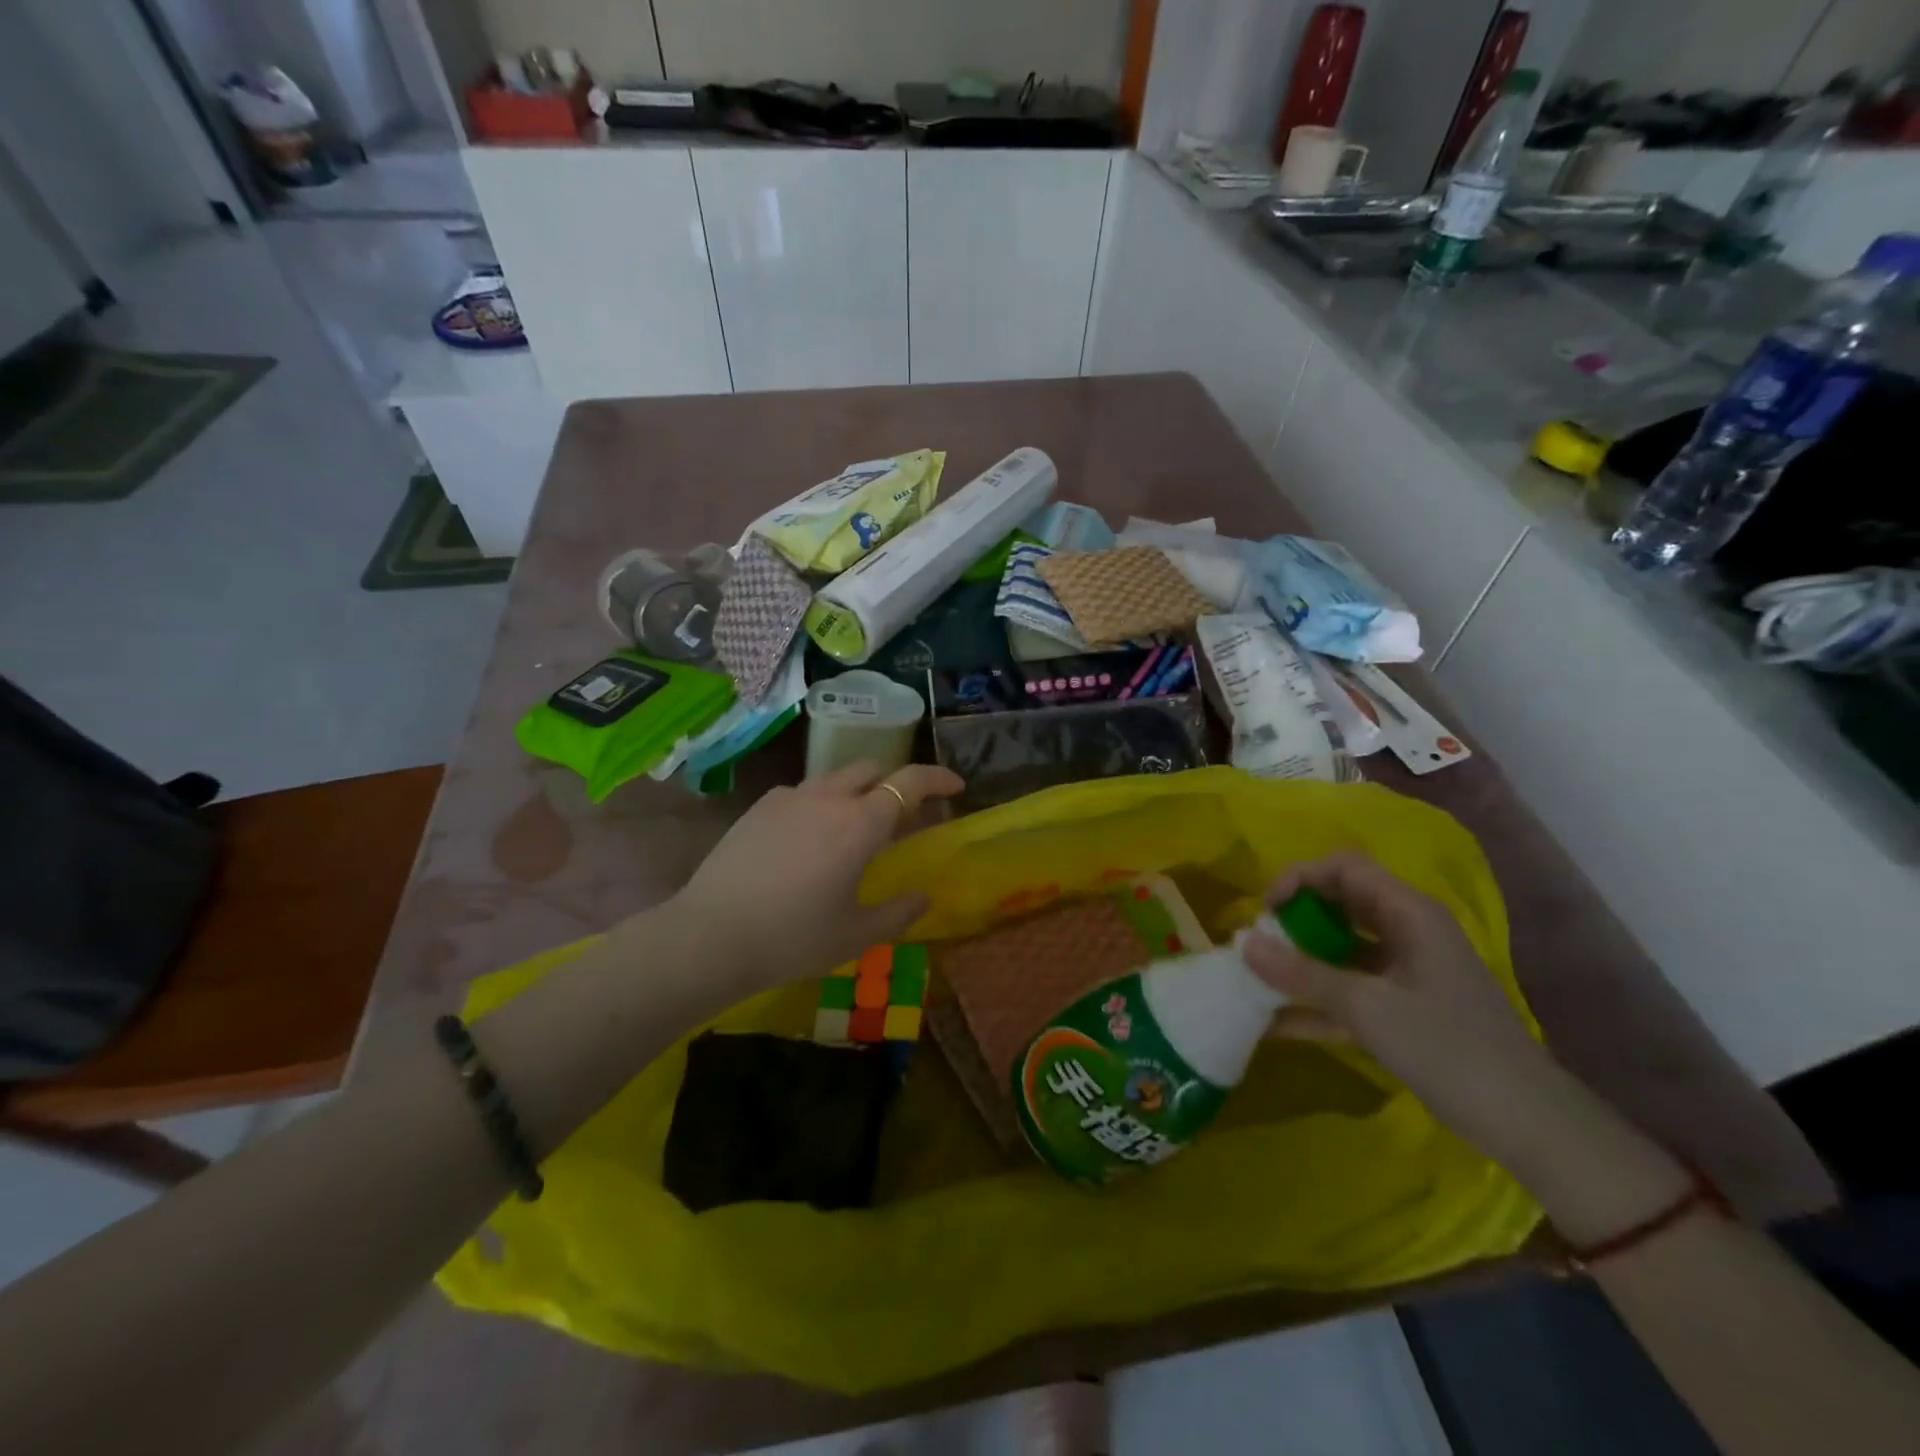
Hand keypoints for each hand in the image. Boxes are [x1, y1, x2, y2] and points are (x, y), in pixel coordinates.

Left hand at [669, 762, 963, 991]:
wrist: (710, 936)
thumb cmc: (793, 938)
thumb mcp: (855, 934)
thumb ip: (898, 913)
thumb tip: (923, 897)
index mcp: (861, 824)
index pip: (910, 781)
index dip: (938, 778)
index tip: (956, 786)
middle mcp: (828, 798)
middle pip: (872, 769)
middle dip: (896, 782)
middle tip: (904, 816)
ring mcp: (789, 798)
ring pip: (836, 778)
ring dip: (858, 792)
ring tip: (856, 827)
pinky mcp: (760, 807)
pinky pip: (803, 792)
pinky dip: (822, 802)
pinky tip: (811, 837)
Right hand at [1242, 852, 1556, 1154]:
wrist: (1527, 1125)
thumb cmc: (1449, 1049)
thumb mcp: (1368, 1008)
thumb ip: (1303, 974)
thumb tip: (1244, 944)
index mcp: (1409, 914)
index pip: (1344, 868)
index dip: (1300, 878)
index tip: (1267, 910)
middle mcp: (1406, 932)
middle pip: (1338, 905)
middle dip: (1293, 920)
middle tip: (1258, 944)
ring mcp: (1403, 972)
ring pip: (1338, 950)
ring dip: (1297, 962)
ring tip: (1254, 979)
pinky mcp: (1399, 1008)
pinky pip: (1346, 991)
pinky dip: (1313, 1002)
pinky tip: (1272, 1024)